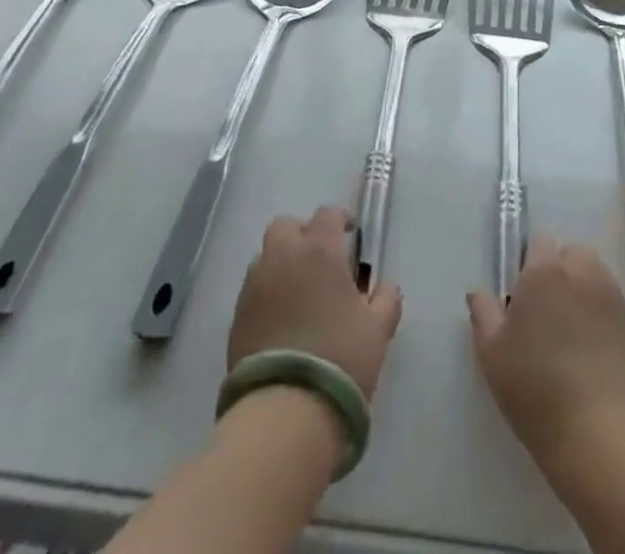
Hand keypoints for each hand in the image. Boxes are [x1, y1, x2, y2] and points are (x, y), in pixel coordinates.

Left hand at [229, 206, 403, 400]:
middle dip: (302, 234)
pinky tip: (282, 320)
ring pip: (266, 256)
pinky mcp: (237, 315)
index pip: (327, 215)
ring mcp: (255, 285)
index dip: (340, 220)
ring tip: (300, 293)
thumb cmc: (340, 358)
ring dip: (282, 263)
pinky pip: (254, 288)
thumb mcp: (377, 330)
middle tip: (320, 260)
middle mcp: (283, 256)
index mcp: (319, 250)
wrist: (286, 410)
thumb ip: (386, 300)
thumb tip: (387, 286)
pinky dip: (268, 292)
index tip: (350, 235)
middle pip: (286, 226)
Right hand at [467, 235, 624, 468]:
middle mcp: (580, 271)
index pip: (539, 242)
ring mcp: (611, 295)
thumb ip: (484, 314)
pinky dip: (602, 310)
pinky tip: (593, 344)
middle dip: (560, 269)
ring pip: (594, 273)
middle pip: (571, 252)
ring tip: (572, 325)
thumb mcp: (492, 354)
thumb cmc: (535, 387)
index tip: (522, 294)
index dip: (529, 262)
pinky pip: (612, 301)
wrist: (601, 431)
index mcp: (543, 270)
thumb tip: (478, 292)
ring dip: (583, 286)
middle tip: (547, 309)